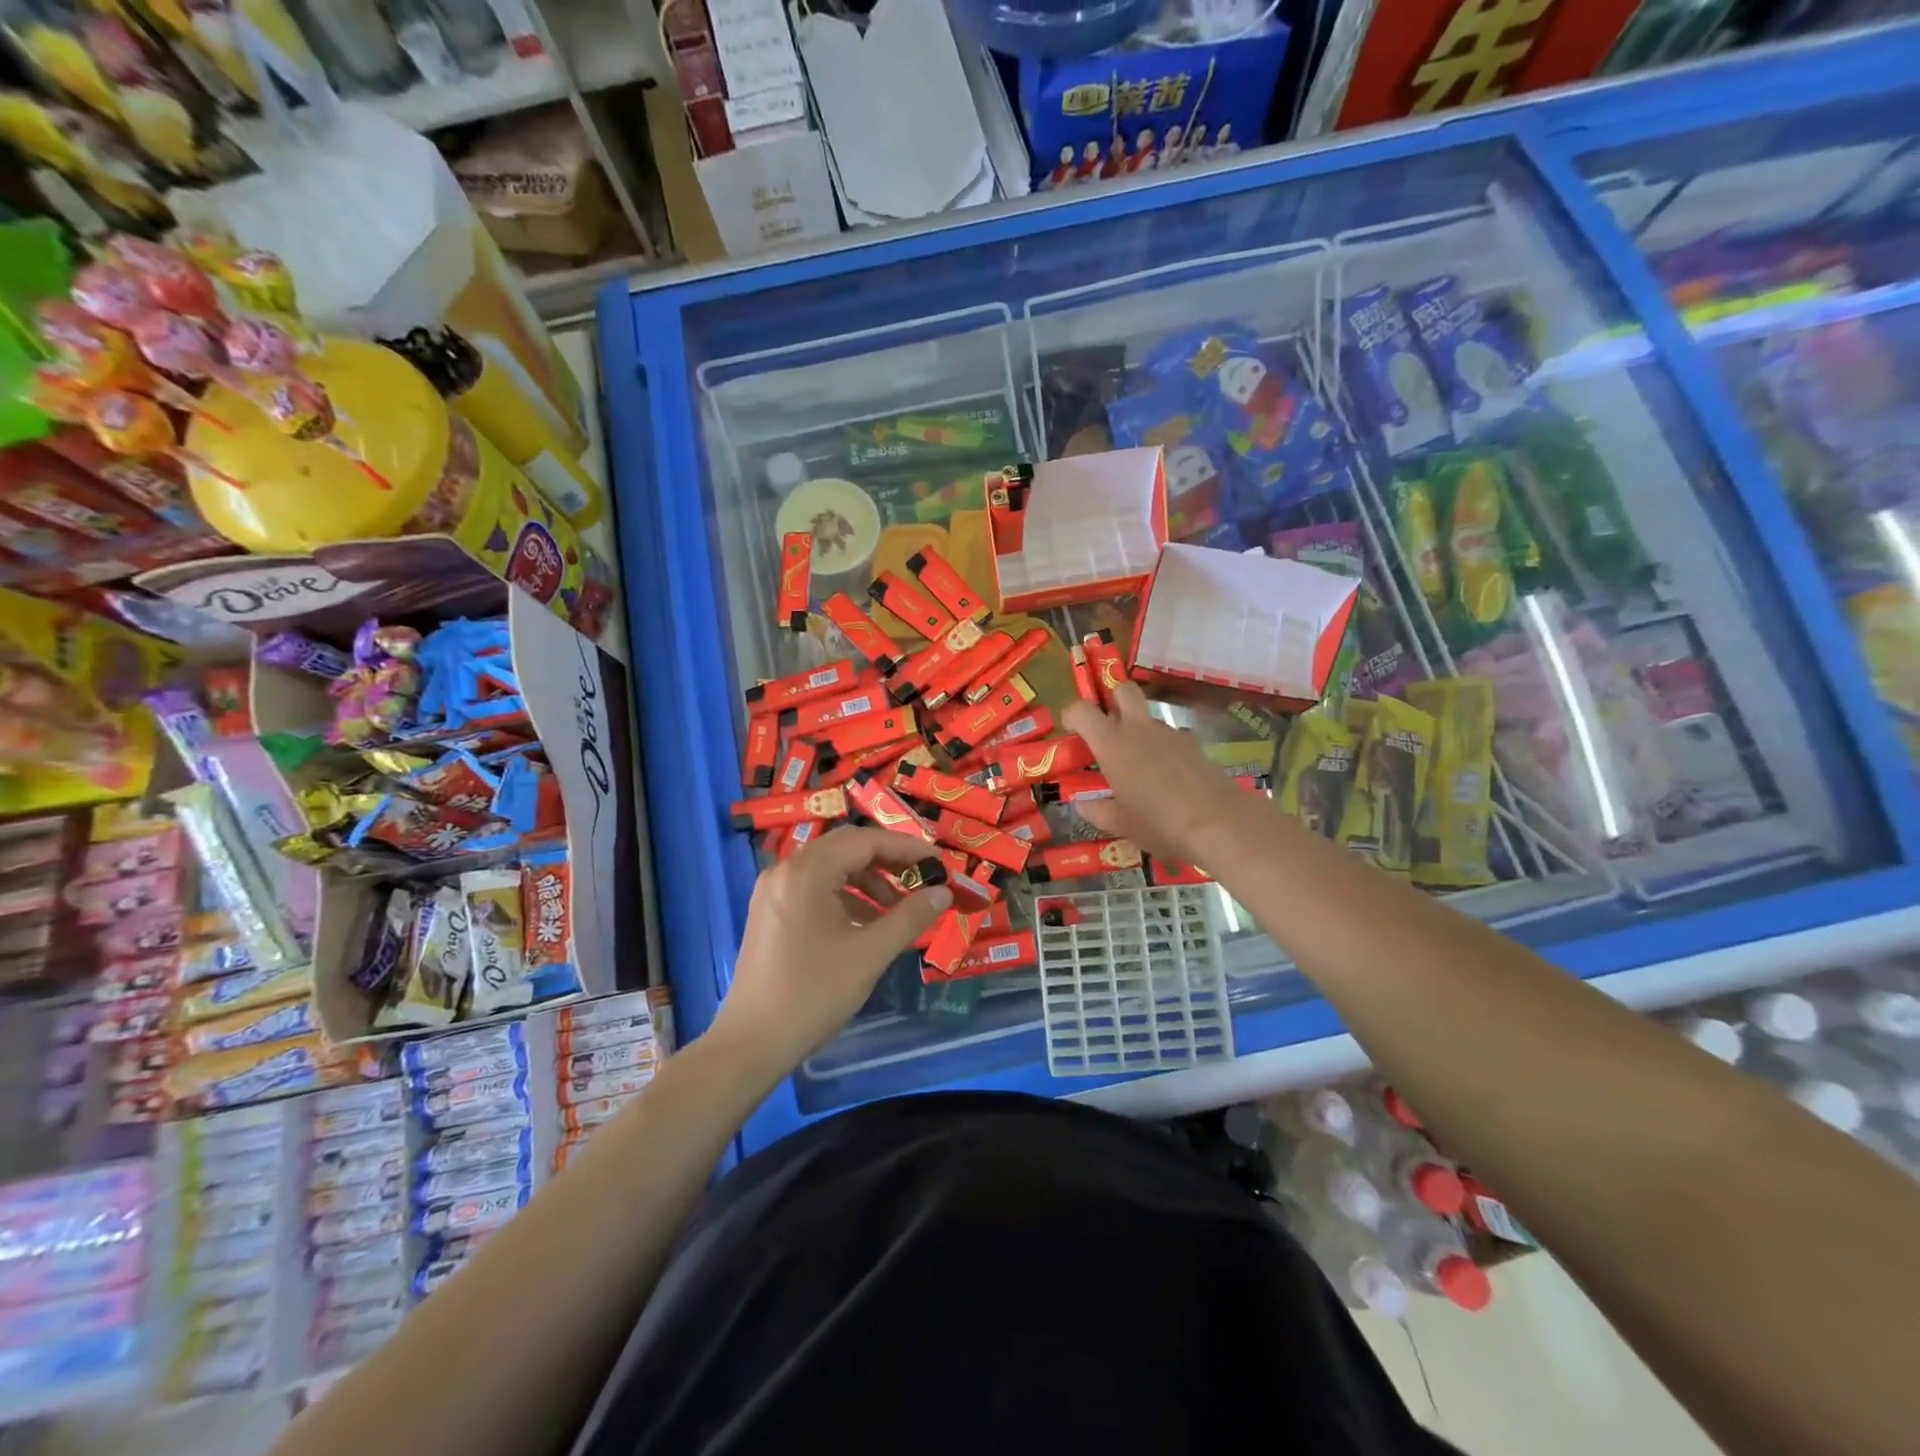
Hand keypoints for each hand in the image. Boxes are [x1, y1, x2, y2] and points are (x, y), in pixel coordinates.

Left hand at [713, 826, 951, 1072]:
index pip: (865, 841)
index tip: (940, 863)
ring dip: (868, 881)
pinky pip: (815, 888)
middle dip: (888, 861)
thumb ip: (910, 917)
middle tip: (923, 878)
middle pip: (846, 848)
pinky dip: (845, 896)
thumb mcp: (870, 953)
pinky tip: (867, 923)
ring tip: (899, 907)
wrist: (752, 1042)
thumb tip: (943, 892)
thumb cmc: (814, 993)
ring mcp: (773, 891)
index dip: (907, 848)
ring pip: (830, 869)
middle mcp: (785, 870)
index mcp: (807, 872)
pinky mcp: (770, 912)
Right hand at [1061, 682, 1246, 865]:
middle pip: (1123, 690)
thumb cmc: (1159, 822)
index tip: (1072, 733)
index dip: (1072, 716)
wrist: (1218, 822)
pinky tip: (1168, 776)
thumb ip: (1097, 811)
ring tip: (1140, 766)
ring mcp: (1170, 733)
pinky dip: (1164, 749)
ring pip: (1148, 717)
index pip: (1082, 710)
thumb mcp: (1120, 824)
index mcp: (1112, 744)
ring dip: (1139, 730)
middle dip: (1113, 700)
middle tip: (1108, 729)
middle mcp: (1139, 729)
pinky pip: (1171, 737)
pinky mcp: (1194, 744)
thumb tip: (1082, 803)